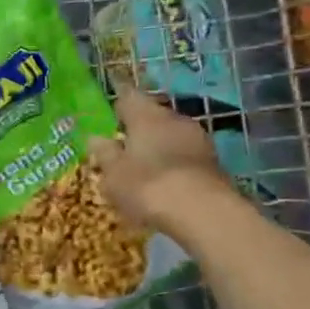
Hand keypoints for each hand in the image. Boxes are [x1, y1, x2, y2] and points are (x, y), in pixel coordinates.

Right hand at [87, 84, 229, 234]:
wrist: (203, 212)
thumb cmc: (147, 185)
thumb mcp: (113, 174)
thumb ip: (104, 153)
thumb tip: (95, 138)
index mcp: (145, 114)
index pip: (127, 97)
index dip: (118, 104)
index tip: (110, 113)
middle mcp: (173, 118)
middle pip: (152, 115)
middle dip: (139, 128)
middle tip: (124, 146)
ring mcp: (198, 138)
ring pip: (171, 135)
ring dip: (159, 146)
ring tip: (145, 167)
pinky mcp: (214, 161)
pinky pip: (186, 155)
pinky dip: (175, 163)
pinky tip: (166, 181)